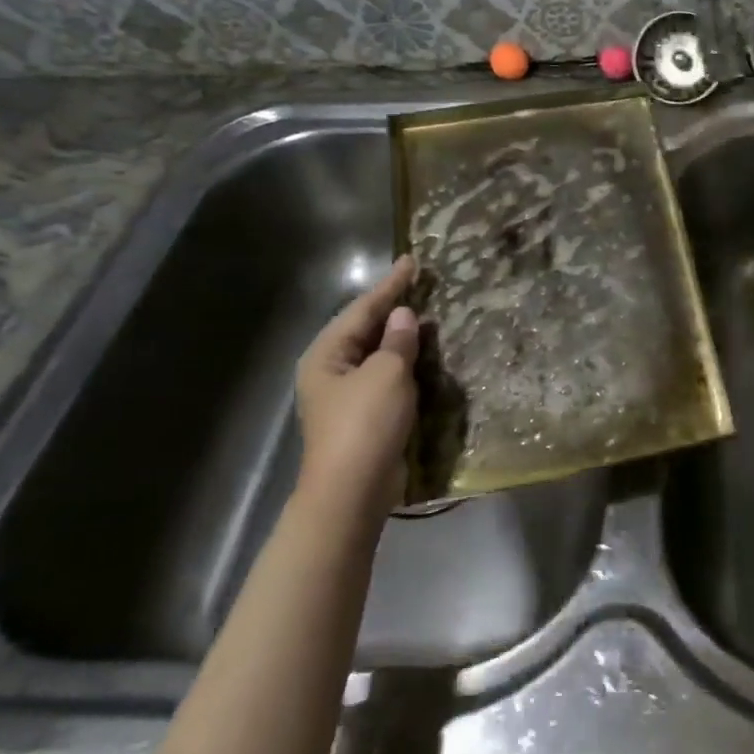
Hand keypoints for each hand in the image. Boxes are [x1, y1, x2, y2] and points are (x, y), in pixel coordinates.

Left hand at [295, 255, 420, 519]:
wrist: (351, 493)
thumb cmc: (365, 424)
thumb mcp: (387, 373)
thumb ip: (397, 340)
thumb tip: (403, 316)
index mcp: (326, 354)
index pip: (363, 309)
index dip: (390, 284)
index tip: (412, 261)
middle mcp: (330, 370)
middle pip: (365, 329)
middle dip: (393, 308)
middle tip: (421, 284)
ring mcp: (345, 395)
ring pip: (376, 354)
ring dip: (401, 336)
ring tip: (427, 313)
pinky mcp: (363, 416)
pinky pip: (385, 376)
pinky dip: (404, 362)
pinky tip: (423, 355)